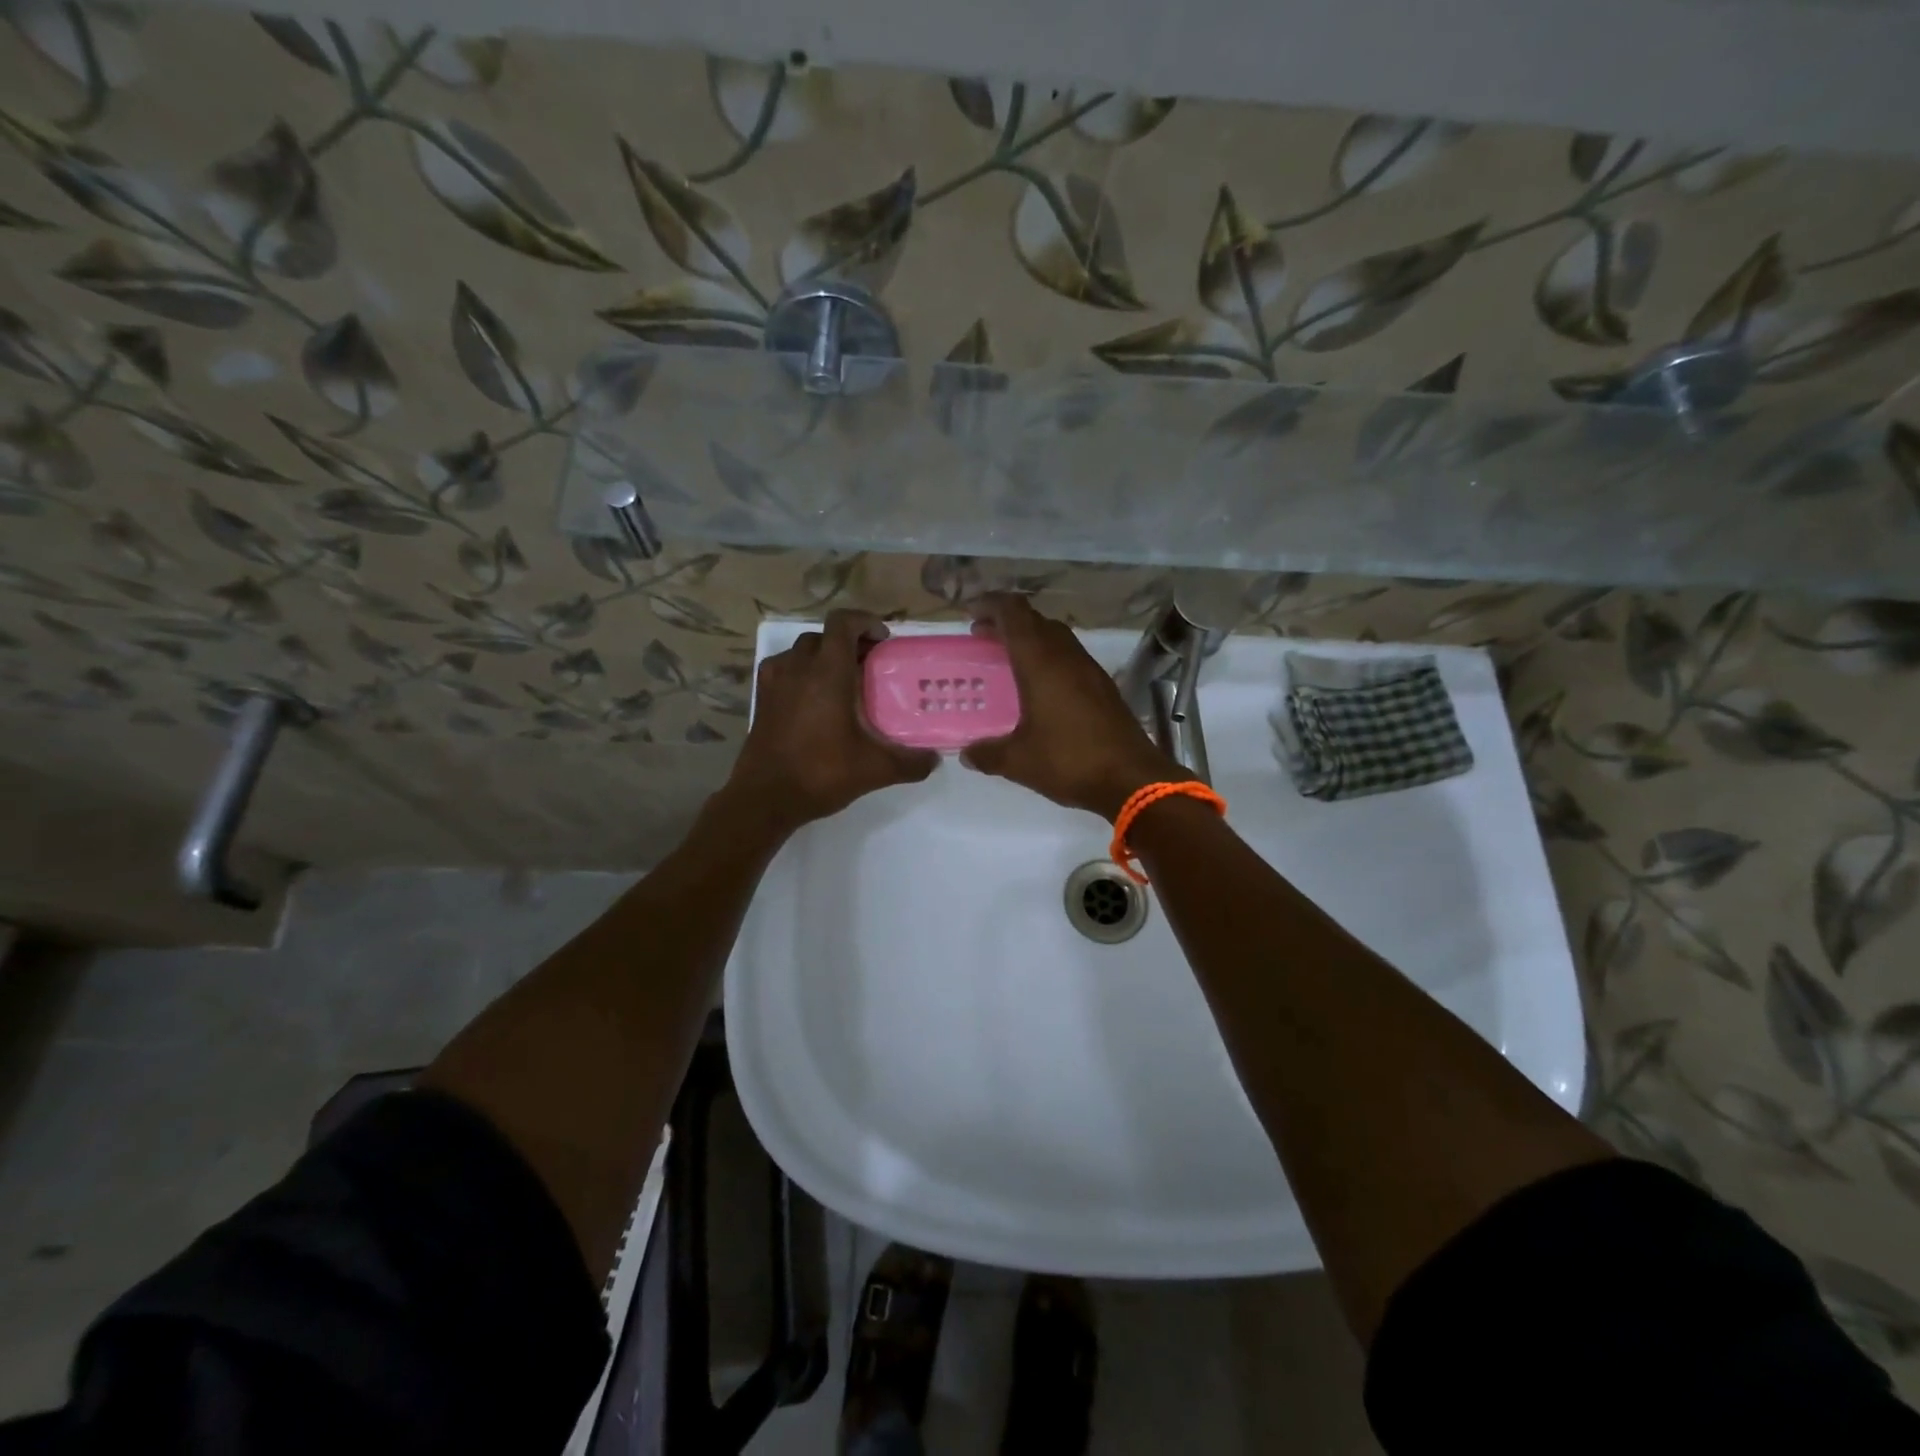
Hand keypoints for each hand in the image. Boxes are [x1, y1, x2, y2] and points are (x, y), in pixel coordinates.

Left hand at [723, 609, 936, 833]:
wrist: (765, 798)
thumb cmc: (821, 773)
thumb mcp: (875, 769)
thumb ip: (910, 762)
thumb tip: (935, 760)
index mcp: (827, 672)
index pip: (842, 623)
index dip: (865, 622)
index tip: (883, 641)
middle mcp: (798, 667)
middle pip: (823, 636)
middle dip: (848, 642)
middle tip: (869, 665)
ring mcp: (774, 682)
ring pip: (801, 651)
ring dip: (823, 657)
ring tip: (843, 682)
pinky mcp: (761, 699)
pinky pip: (784, 669)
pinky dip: (801, 673)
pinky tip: (814, 700)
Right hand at [962, 593, 1184, 819]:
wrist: (1131, 778)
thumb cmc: (1069, 761)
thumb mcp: (1018, 761)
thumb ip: (987, 754)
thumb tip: (966, 754)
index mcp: (1041, 662)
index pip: (1014, 613)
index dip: (990, 604)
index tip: (970, 612)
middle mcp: (1066, 656)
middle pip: (1035, 620)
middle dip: (1006, 622)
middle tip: (982, 637)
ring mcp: (1089, 669)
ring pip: (1056, 637)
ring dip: (1030, 639)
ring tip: (1008, 660)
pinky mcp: (1104, 686)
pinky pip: (1070, 657)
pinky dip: (1049, 658)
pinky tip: (1040, 687)